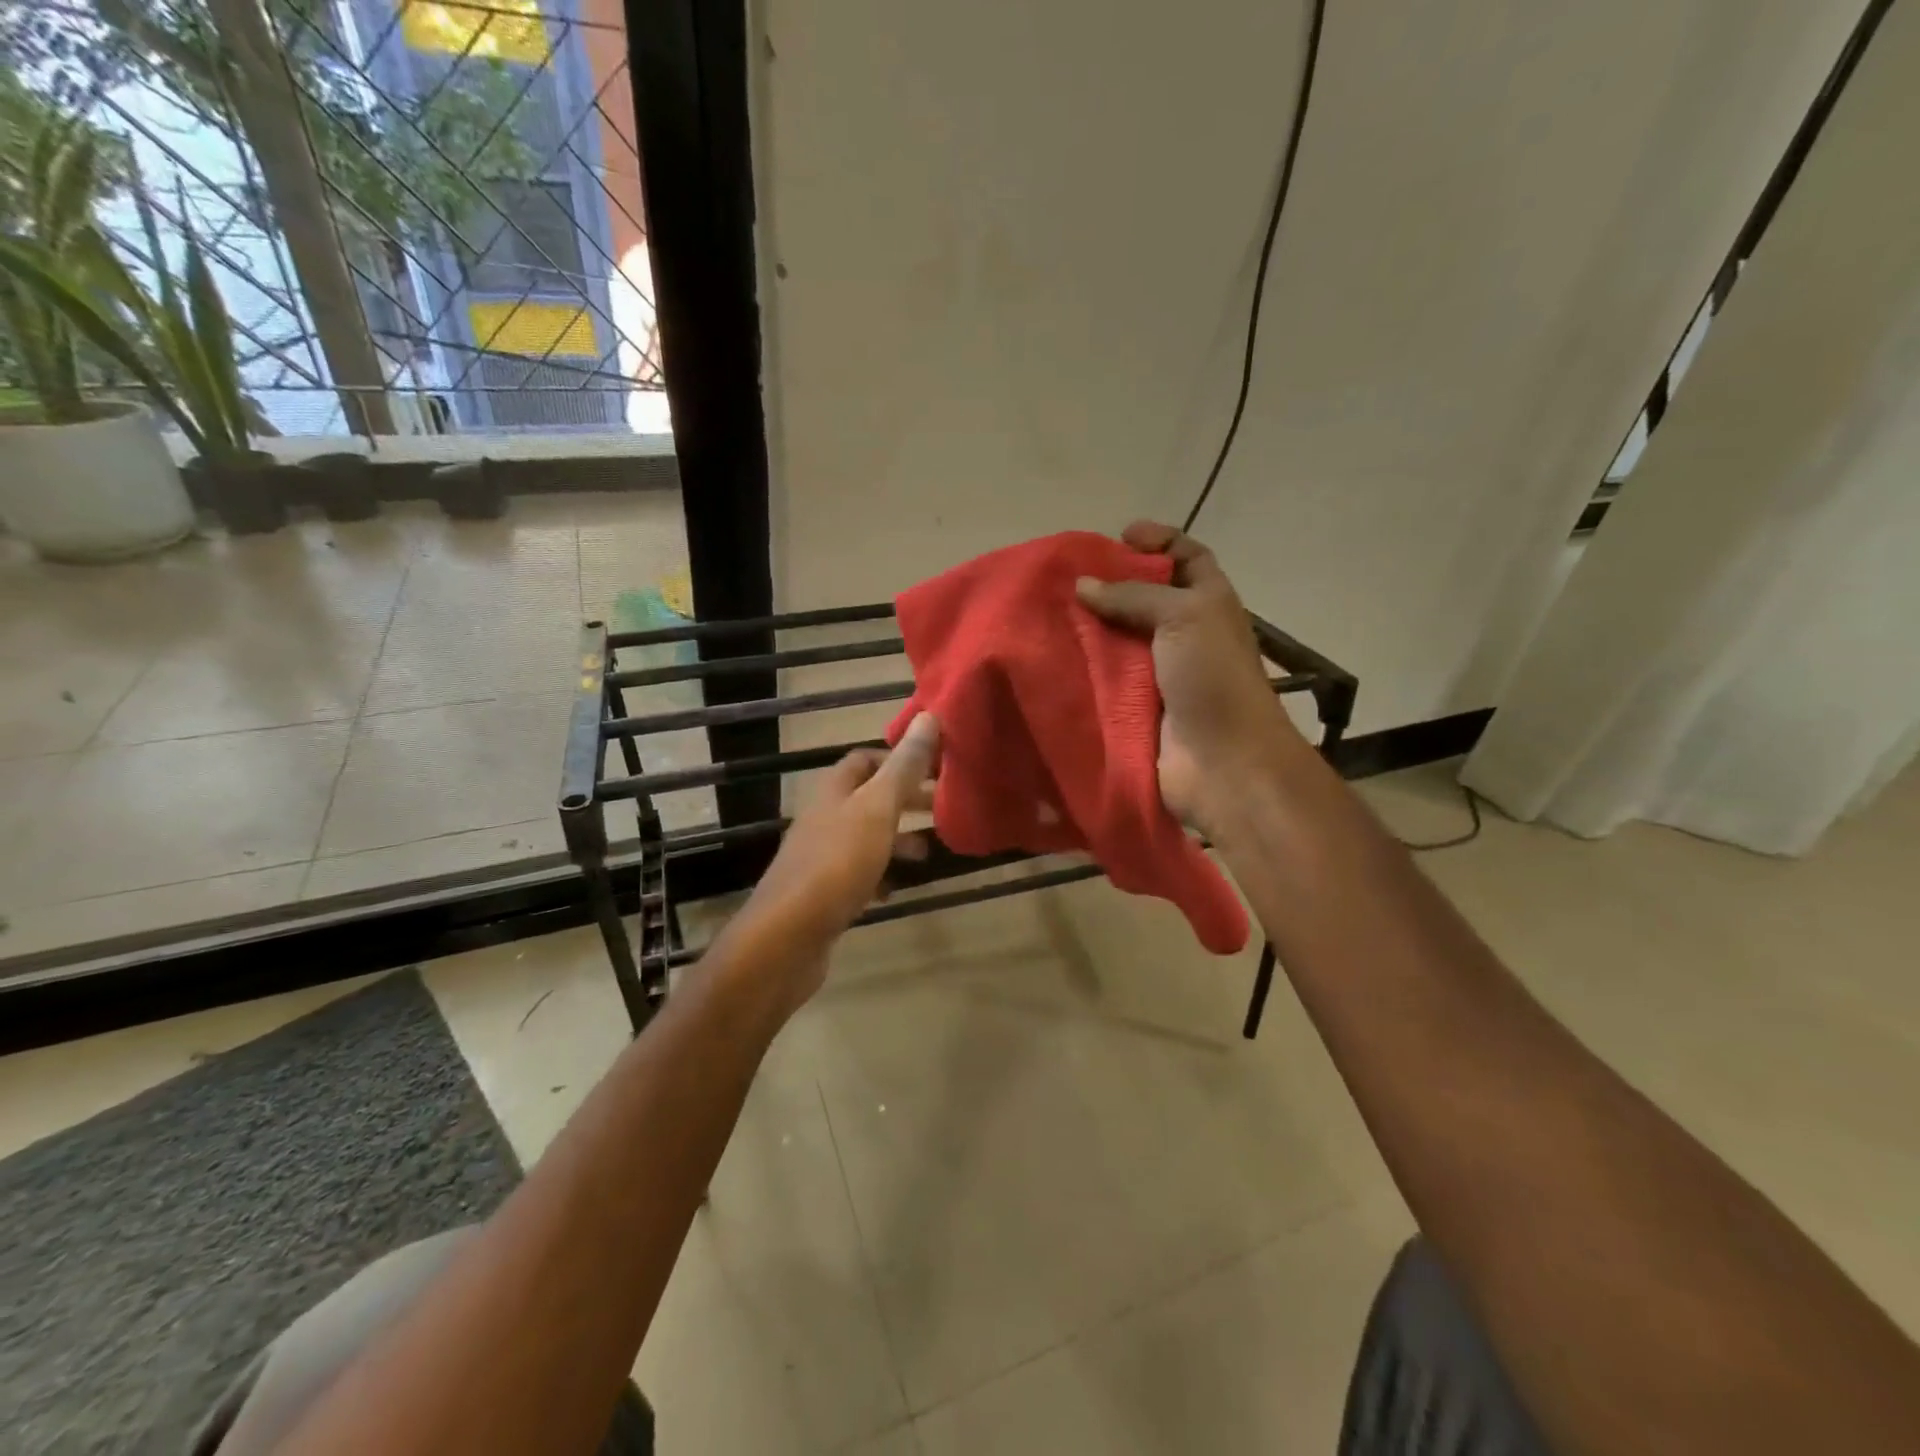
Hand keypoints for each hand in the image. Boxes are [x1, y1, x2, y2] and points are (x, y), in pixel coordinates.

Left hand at [730, 713, 940, 1008]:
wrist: (788, 936)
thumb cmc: (837, 863)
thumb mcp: (878, 809)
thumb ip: (905, 767)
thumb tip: (930, 715)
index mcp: (834, 790)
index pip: (866, 758)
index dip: (900, 759)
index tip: (936, 769)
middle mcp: (824, 816)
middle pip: (869, 797)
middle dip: (906, 800)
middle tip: (943, 807)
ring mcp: (821, 856)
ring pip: (866, 836)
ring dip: (897, 839)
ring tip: (930, 852)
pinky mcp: (823, 892)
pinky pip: (859, 874)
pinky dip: (882, 875)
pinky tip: (898, 888)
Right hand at [1076, 521, 1301, 836]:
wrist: (1222, 763)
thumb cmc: (1213, 678)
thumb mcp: (1184, 617)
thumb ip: (1133, 596)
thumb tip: (1082, 585)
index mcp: (1208, 604)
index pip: (1186, 558)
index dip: (1158, 542)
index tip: (1118, 535)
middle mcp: (1183, 635)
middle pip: (1144, 598)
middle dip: (1109, 585)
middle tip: (1064, 577)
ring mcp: (1157, 674)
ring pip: (1116, 641)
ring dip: (1086, 629)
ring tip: (1044, 614)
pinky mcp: (1132, 708)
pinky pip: (1102, 681)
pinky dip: (1079, 670)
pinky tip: (1047, 659)